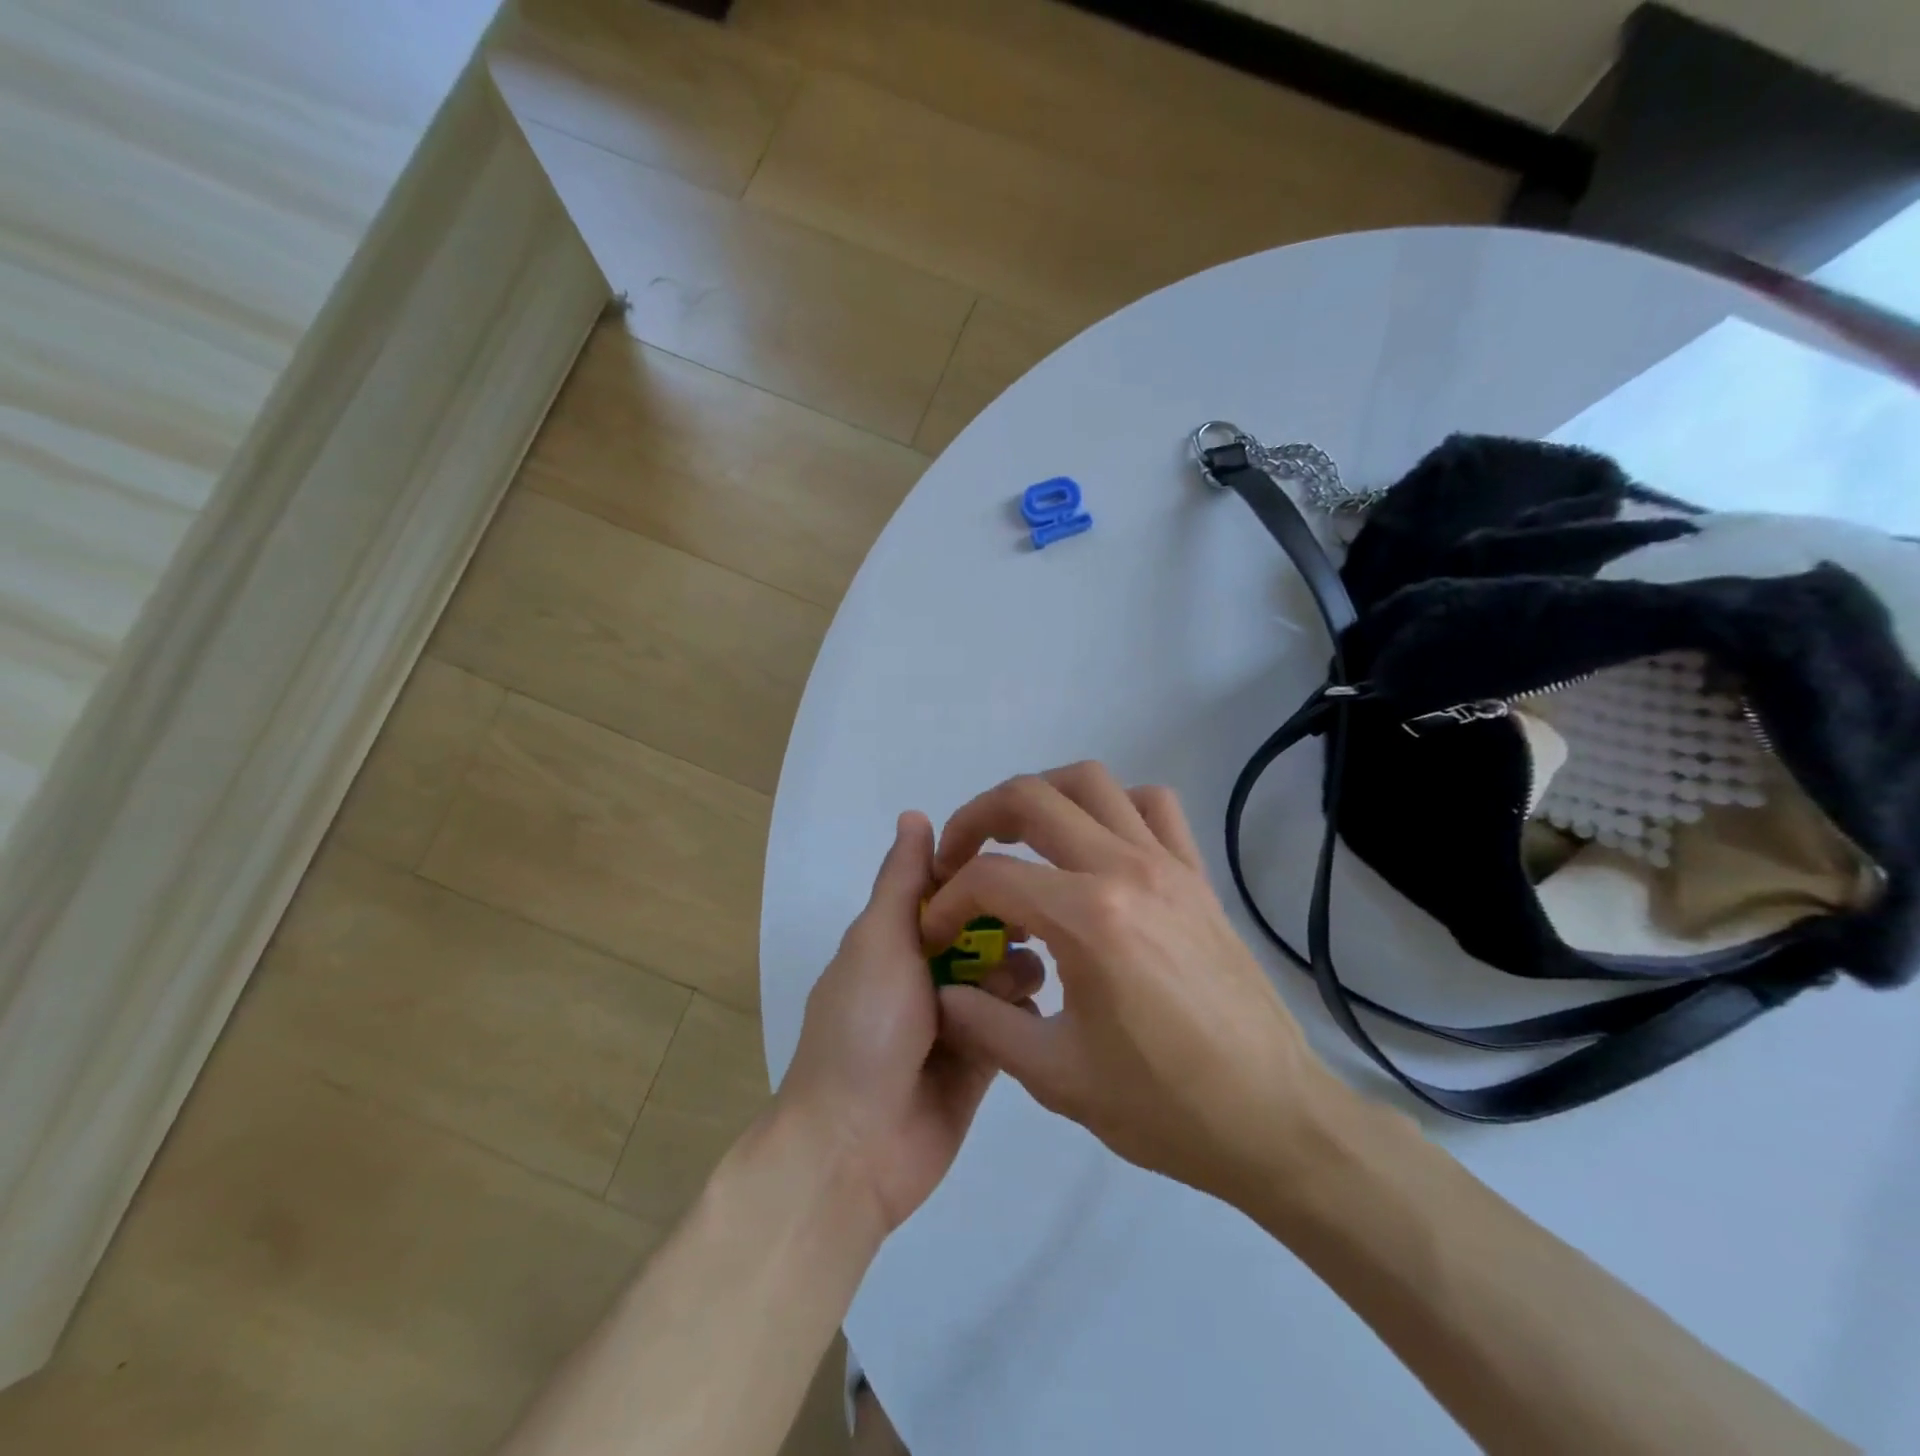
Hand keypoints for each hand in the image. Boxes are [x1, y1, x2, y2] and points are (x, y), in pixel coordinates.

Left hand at [778, 812, 1044, 1234]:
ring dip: (1016, 969)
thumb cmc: (864, 1028)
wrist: (857, 1146)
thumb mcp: (877, 941)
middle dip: (1007, 923)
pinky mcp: (984, 1057)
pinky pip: (1016, 1021)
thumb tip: (915, 814)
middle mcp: (926, 970)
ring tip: (1014, 984)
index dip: (977, 875)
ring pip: (1005, 971)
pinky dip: (1023, 1013)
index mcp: (894, 938)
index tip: (1014, 867)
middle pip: (982, 928)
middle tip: (1030, 926)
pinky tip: (1029, 1017)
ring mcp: (957, 1015)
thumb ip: (901, 881)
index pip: (946, 887)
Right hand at [924, 763, 1350, 1211]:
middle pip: (1031, 797)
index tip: (937, 933)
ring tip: (1019, 836)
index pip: (991, 877)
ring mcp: (1168, 864)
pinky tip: (1096, 845)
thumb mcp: (1055, 1077)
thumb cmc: (1163, 1106)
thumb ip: (983, 1024)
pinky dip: (1112, 805)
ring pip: (1091, 781)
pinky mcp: (1197, 874)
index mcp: (1088, 919)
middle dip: (976, 818)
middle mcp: (1126, 870)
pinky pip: (1153, 805)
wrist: (1273, 1118)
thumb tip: (944, 992)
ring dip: (1041, 795)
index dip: (948, 900)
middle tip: (959, 857)